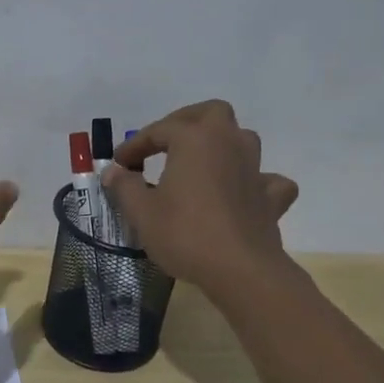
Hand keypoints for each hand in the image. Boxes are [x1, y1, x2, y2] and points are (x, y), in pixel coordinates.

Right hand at [106, 100, 298, 300]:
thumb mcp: (142, 211)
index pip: (158, 130)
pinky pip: (267, 179)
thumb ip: (125, 186)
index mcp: (194, 139)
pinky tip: (242, 194)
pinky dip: (254, 182)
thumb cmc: (185, 233)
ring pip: (242, 139)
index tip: (119, 163)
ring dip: (221, 145)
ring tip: (200, 164)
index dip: (135, 144)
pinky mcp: (270, 197)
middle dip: (186, 121)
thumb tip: (113, 171)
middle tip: (165, 141)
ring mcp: (255, 168)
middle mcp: (228, 143)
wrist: (241, 269)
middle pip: (212, 113)